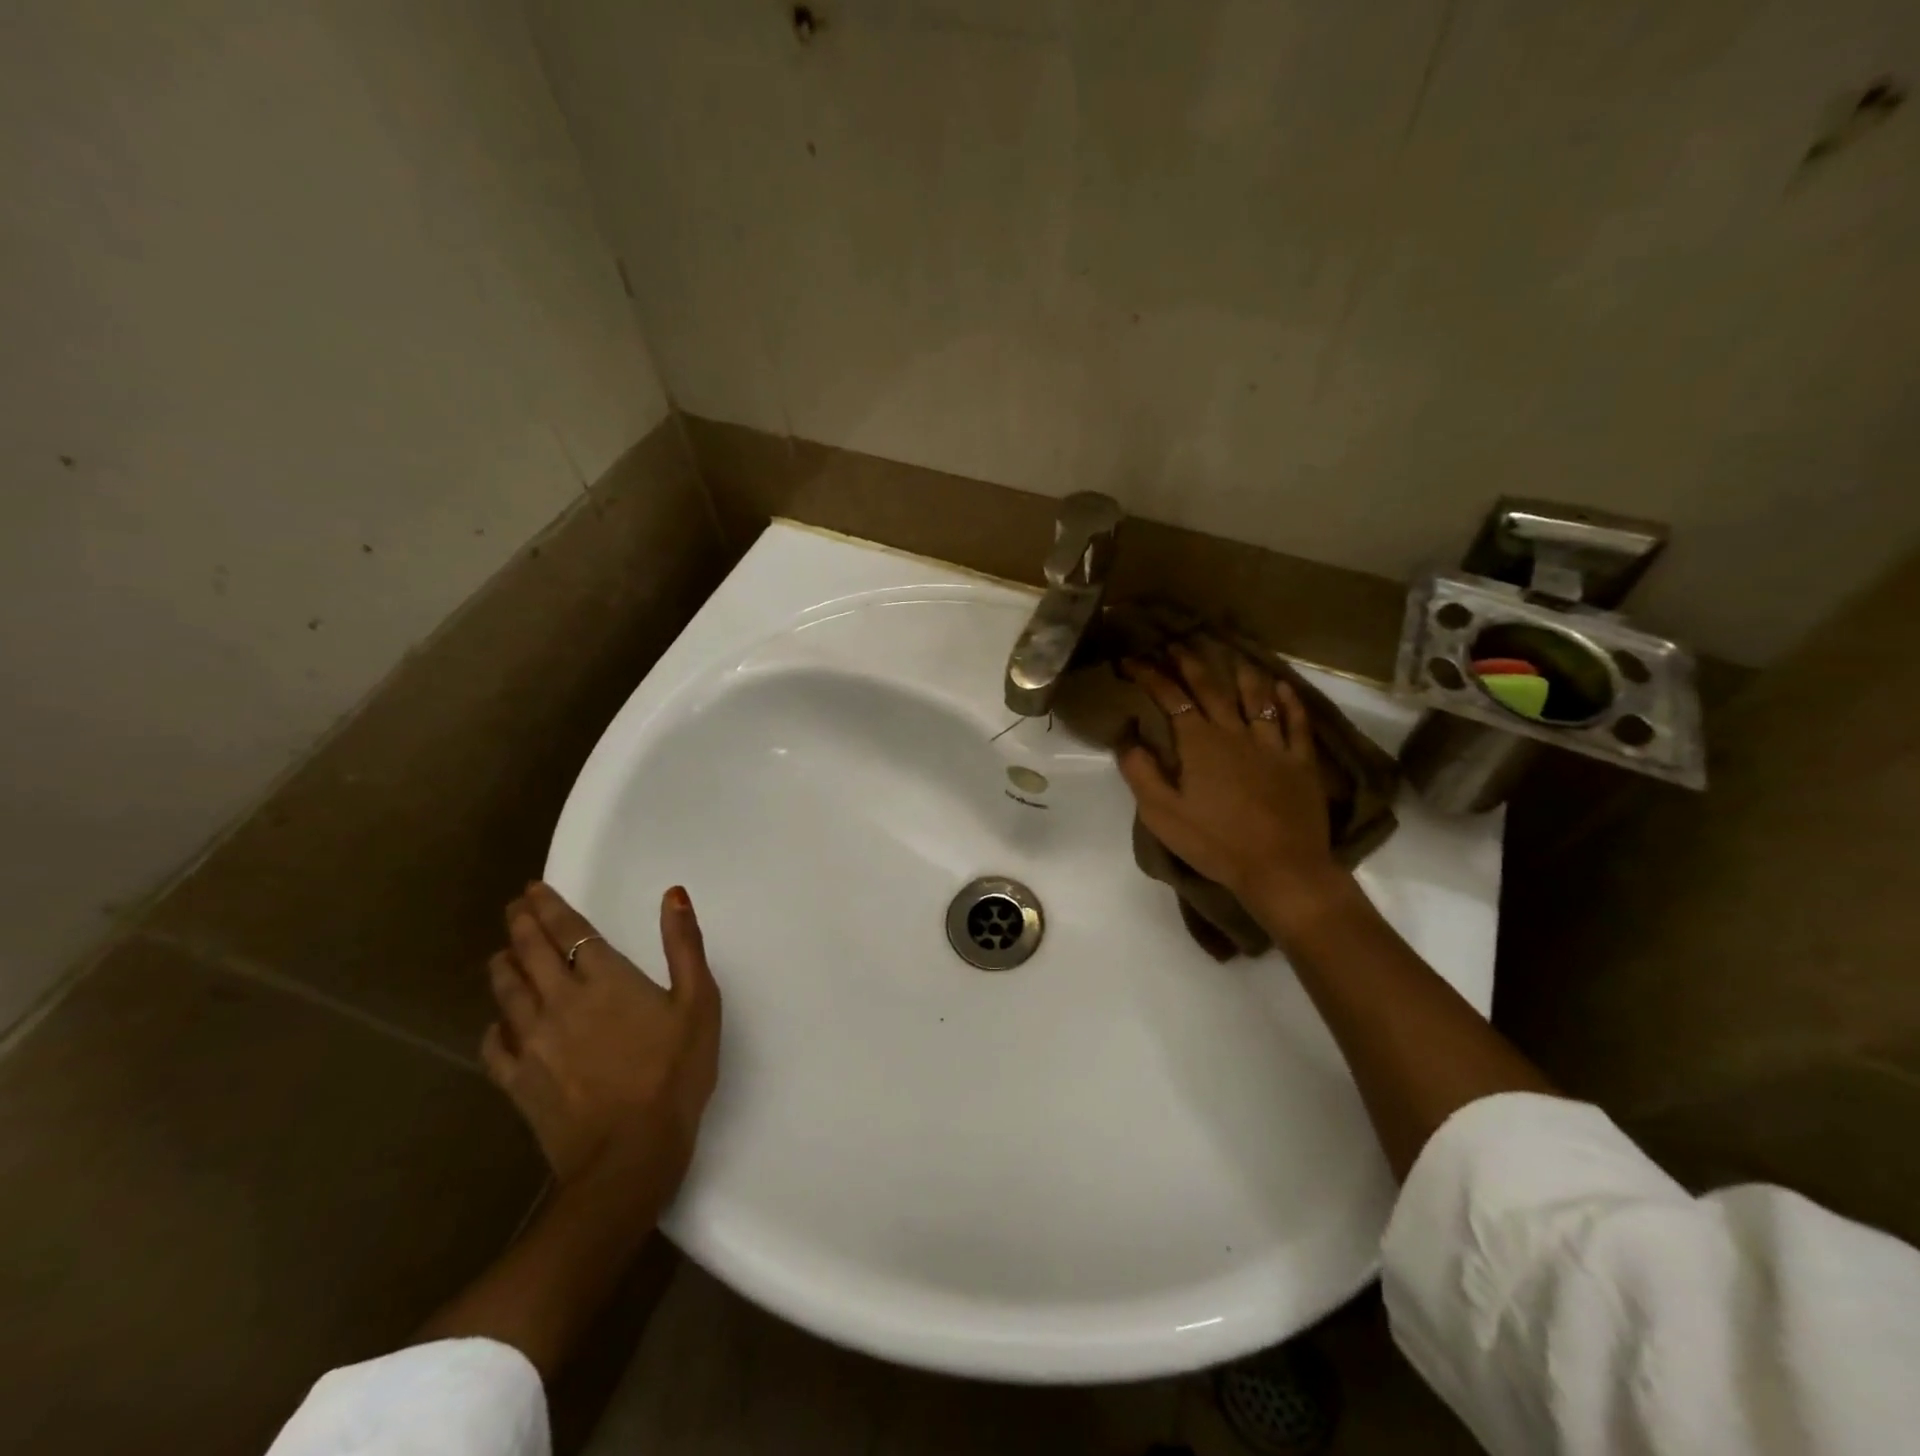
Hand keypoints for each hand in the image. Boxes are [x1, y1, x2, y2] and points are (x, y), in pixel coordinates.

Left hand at [482, 882, 720, 1204]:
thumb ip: (685, 946)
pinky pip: (495, 1044)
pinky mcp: (518, 1080)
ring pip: (508, 992)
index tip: (533, 889)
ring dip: (503, 965)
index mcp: (605, 979)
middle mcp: (560, 1001)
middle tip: (514, 907)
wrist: (629, 1155)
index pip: (569, 931)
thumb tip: (673, 895)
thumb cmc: (674, 1072)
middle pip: (531, 953)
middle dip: (521, 925)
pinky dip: (494, 1025)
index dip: (549, 907)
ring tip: (501, 951)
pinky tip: (498, 1022)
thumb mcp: (699, 1003)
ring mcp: (533, 1042)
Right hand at [1117, 644, 1345, 919]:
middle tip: (1176, 644)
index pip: (1170, 697)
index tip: (1132, 660)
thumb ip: (1141, 772)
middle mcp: (1235, 732)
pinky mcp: (1300, 762)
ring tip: (1231, 655)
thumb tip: (1126, 736)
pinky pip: (1296, 723)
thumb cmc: (1215, 843)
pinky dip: (1288, 702)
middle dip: (1190, 662)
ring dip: (1240, 672)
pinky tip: (1282, 687)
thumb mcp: (1162, 814)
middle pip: (1211, 688)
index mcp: (1199, 743)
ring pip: (1256, 697)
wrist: (1281, 868)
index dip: (1150, 675)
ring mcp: (1272, 745)